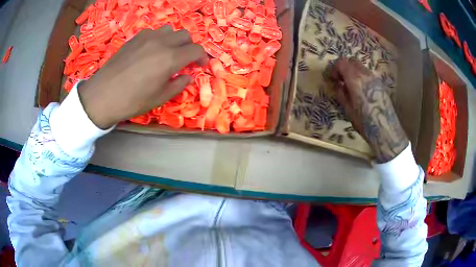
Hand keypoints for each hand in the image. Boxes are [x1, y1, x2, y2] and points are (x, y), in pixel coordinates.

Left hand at [78, 26, 206, 128]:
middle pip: (185, 35)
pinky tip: (151, 51)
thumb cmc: (132, 100)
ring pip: (169, 30)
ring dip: (174, 40)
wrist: (103, 95)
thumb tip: (188, 76)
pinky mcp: (135, 38)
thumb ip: (178, 85)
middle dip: (189, 46)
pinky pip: (153, 32)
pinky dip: (158, 39)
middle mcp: (162, 42)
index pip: (196, 50)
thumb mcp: (160, 98)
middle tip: (185, 59)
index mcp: (171, 58)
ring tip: (168, 52)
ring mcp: (147, 37)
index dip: (202, 57)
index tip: (199, 65)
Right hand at [331, 58, 408, 162]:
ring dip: (353, 72)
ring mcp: (374, 78)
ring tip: (352, 87)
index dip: (335, 69)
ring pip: (361, 67)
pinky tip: (361, 91)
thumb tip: (339, 85)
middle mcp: (365, 74)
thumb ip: (342, 94)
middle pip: (352, 61)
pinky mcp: (380, 84)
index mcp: (355, 79)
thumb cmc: (365, 122)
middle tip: (342, 80)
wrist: (385, 129)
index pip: (342, 63)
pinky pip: (368, 74)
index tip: (334, 79)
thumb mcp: (348, 110)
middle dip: (344, 68)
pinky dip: (361, 77)